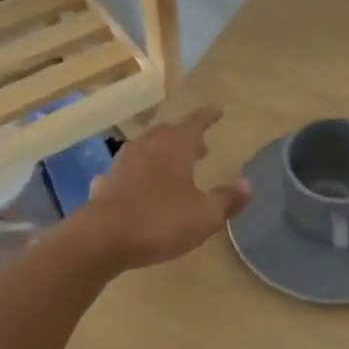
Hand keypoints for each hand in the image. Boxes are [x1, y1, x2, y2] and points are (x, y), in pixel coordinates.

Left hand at [83, 107, 250, 270]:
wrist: (101, 239)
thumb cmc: (160, 221)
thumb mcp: (204, 215)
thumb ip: (226, 199)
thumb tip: (247, 184)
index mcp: (174, 146)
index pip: (195, 123)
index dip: (208, 116)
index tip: (217, 109)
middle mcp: (147, 146)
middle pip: (168, 133)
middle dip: (186, 137)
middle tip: (201, 147)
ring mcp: (123, 163)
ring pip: (147, 150)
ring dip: (163, 154)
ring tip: (175, 168)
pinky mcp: (106, 182)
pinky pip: (129, 172)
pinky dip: (141, 175)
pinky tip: (142, 188)